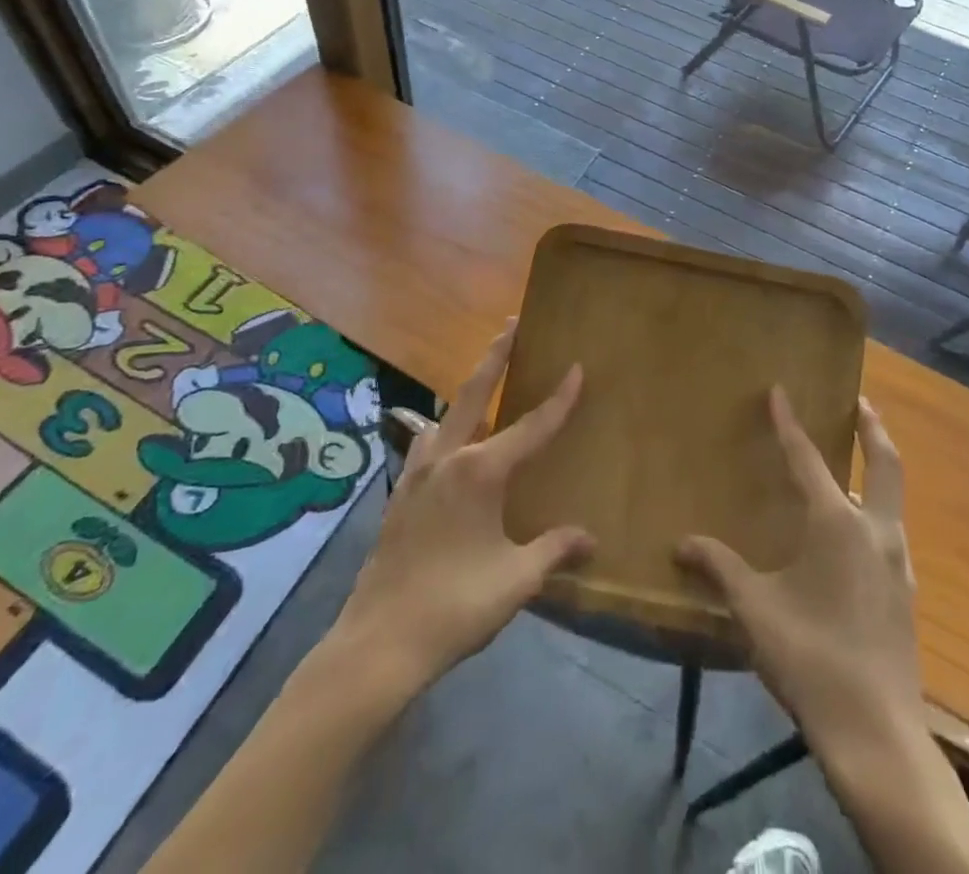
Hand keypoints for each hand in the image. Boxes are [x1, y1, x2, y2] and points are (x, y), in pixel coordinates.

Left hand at [327, 323, 592, 697]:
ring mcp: (417, 473)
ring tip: (485, 381)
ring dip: (468, 392)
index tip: (577, 367)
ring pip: (447, 416)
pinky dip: (445, 429)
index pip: (532, 426)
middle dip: (496, 356)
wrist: (378, 643)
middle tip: (512, 324)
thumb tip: (591, 539)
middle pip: (475, 393)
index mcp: (480, 471)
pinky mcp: (400, 493)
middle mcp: (447, 458)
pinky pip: (427, 444)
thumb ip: (555, 550)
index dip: (559, 398)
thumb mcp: (516, 580)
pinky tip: (448, 444)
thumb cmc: (454, 606)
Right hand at [677, 389, 921, 760]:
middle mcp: (876, 531)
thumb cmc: (811, 657)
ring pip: (893, 499)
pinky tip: (855, 532)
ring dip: (878, 469)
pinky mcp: (905, 593)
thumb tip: (681, 543)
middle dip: (872, 428)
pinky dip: (877, 510)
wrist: (877, 735)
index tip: (780, 391)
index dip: (789, 423)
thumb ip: (719, 569)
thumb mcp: (755, 609)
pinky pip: (891, 532)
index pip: (808, 459)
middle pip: (885, 463)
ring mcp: (898, 563)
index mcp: (838, 524)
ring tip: (854, 462)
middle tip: (859, 402)